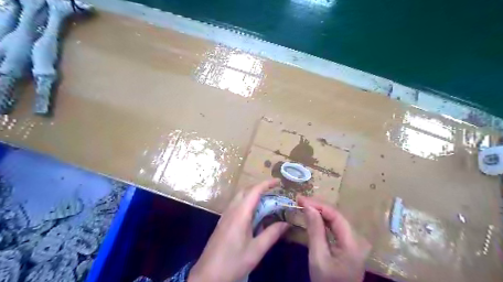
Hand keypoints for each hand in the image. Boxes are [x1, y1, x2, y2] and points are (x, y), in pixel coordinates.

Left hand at [189, 180, 288, 280]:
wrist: (207, 276)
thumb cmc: (233, 262)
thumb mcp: (256, 250)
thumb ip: (272, 234)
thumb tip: (286, 223)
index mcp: (240, 214)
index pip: (254, 191)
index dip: (266, 184)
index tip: (278, 181)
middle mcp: (231, 210)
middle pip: (245, 191)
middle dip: (260, 187)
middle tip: (274, 191)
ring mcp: (225, 215)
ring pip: (239, 197)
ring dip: (252, 194)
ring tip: (266, 200)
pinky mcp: (222, 222)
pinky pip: (236, 205)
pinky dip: (246, 202)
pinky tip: (253, 213)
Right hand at [296, 196, 370, 281]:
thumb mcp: (318, 257)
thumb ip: (315, 230)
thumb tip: (309, 207)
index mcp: (352, 242)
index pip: (335, 215)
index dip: (318, 204)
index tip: (300, 199)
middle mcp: (356, 239)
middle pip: (336, 216)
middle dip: (318, 206)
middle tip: (300, 200)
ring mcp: (352, 242)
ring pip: (335, 220)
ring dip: (319, 212)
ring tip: (304, 205)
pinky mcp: (347, 245)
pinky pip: (334, 227)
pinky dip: (322, 221)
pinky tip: (313, 217)